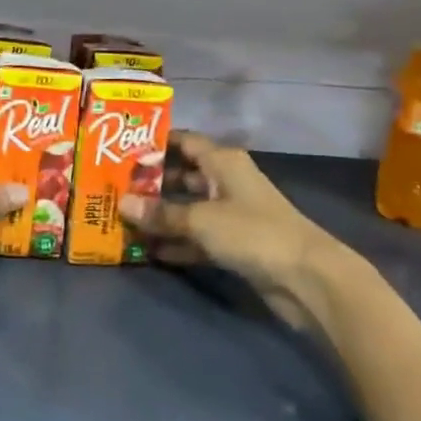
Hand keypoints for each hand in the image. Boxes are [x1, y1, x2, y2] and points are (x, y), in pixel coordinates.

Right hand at [120, 132, 337, 321]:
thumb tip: (121, 203)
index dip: (156, 143)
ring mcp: (231, 214)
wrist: (306, 278)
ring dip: (162, 216)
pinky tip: (148, 251)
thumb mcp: (201, 219)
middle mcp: (226, 182)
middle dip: (152, 183)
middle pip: (183, 176)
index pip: (185, 141)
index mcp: (223, 162)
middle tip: (115, 188)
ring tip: (123, 219)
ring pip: (189, 209)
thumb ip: (161, 213)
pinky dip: (177, 242)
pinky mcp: (235, 244)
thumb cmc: (253, 232)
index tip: (122, 148)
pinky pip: (197, 237)